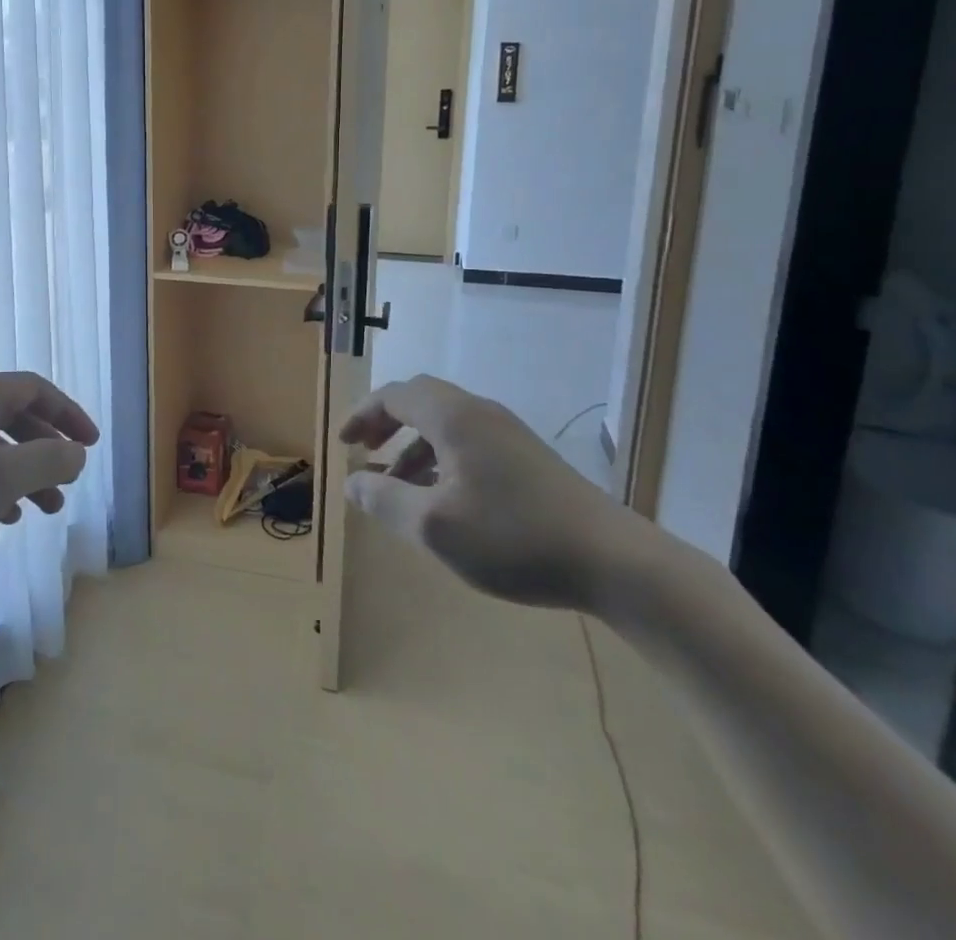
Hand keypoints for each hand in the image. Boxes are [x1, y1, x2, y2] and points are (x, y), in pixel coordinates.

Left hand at [0, 372, 98, 607]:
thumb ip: (47, 461)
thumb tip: (77, 453)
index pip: (35, 388)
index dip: (69, 413)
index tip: (91, 446)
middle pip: (16, 415)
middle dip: (48, 449)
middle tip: (68, 484)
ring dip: (24, 472)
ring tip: (44, 511)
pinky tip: (2, 518)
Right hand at [342, 375, 646, 611]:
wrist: (612, 560)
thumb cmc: (513, 537)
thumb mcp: (434, 526)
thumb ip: (385, 500)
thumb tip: (353, 482)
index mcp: (453, 417)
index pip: (394, 395)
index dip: (362, 415)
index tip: (343, 445)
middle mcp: (479, 413)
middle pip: (420, 401)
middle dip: (386, 424)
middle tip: (364, 453)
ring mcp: (508, 434)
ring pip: (445, 425)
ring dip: (413, 446)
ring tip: (396, 486)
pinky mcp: (528, 458)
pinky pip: (468, 443)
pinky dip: (441, 458)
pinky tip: (442, 498)